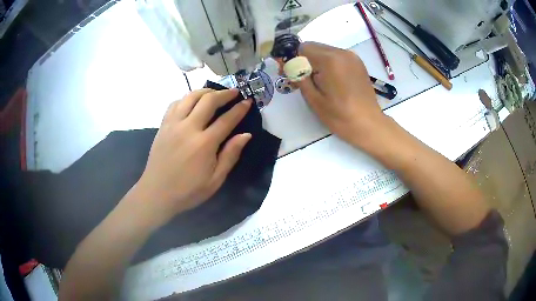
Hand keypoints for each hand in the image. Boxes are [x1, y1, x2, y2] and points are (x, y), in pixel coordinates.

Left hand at [133, 89, 251, 224]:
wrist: (157, 193)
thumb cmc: (188, 190)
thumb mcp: (215, 180)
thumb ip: (230, 155)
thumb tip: (245, 135)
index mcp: (204, 143)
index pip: (227, 119)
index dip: (240, 109)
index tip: (248, 101)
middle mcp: (189, 128)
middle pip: (208, 100)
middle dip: (224, 93)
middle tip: (234, 92)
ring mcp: (173, 124)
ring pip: (190, 97)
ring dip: (205, 91)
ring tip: (214, 93)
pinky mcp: (163, 125)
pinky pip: (175, 103)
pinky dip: (187, 98)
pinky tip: (192, 103)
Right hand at [295, 42, 388, 148]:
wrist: (369, 124)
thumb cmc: (340, 116)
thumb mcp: (314, 99)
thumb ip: (299, 77)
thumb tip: (289, 65)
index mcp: (330, 60)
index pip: (302, 48)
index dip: (292, 59)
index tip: (288, 72)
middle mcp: (341, 52)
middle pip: (313, 46)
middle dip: (303, 59)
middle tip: (300, 78)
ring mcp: (352, 56)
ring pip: (325, 50)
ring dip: (316, 61)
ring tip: (316, 81)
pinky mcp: (358, 63)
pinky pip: (336, 56)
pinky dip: (328, 63)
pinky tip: (329, 80)